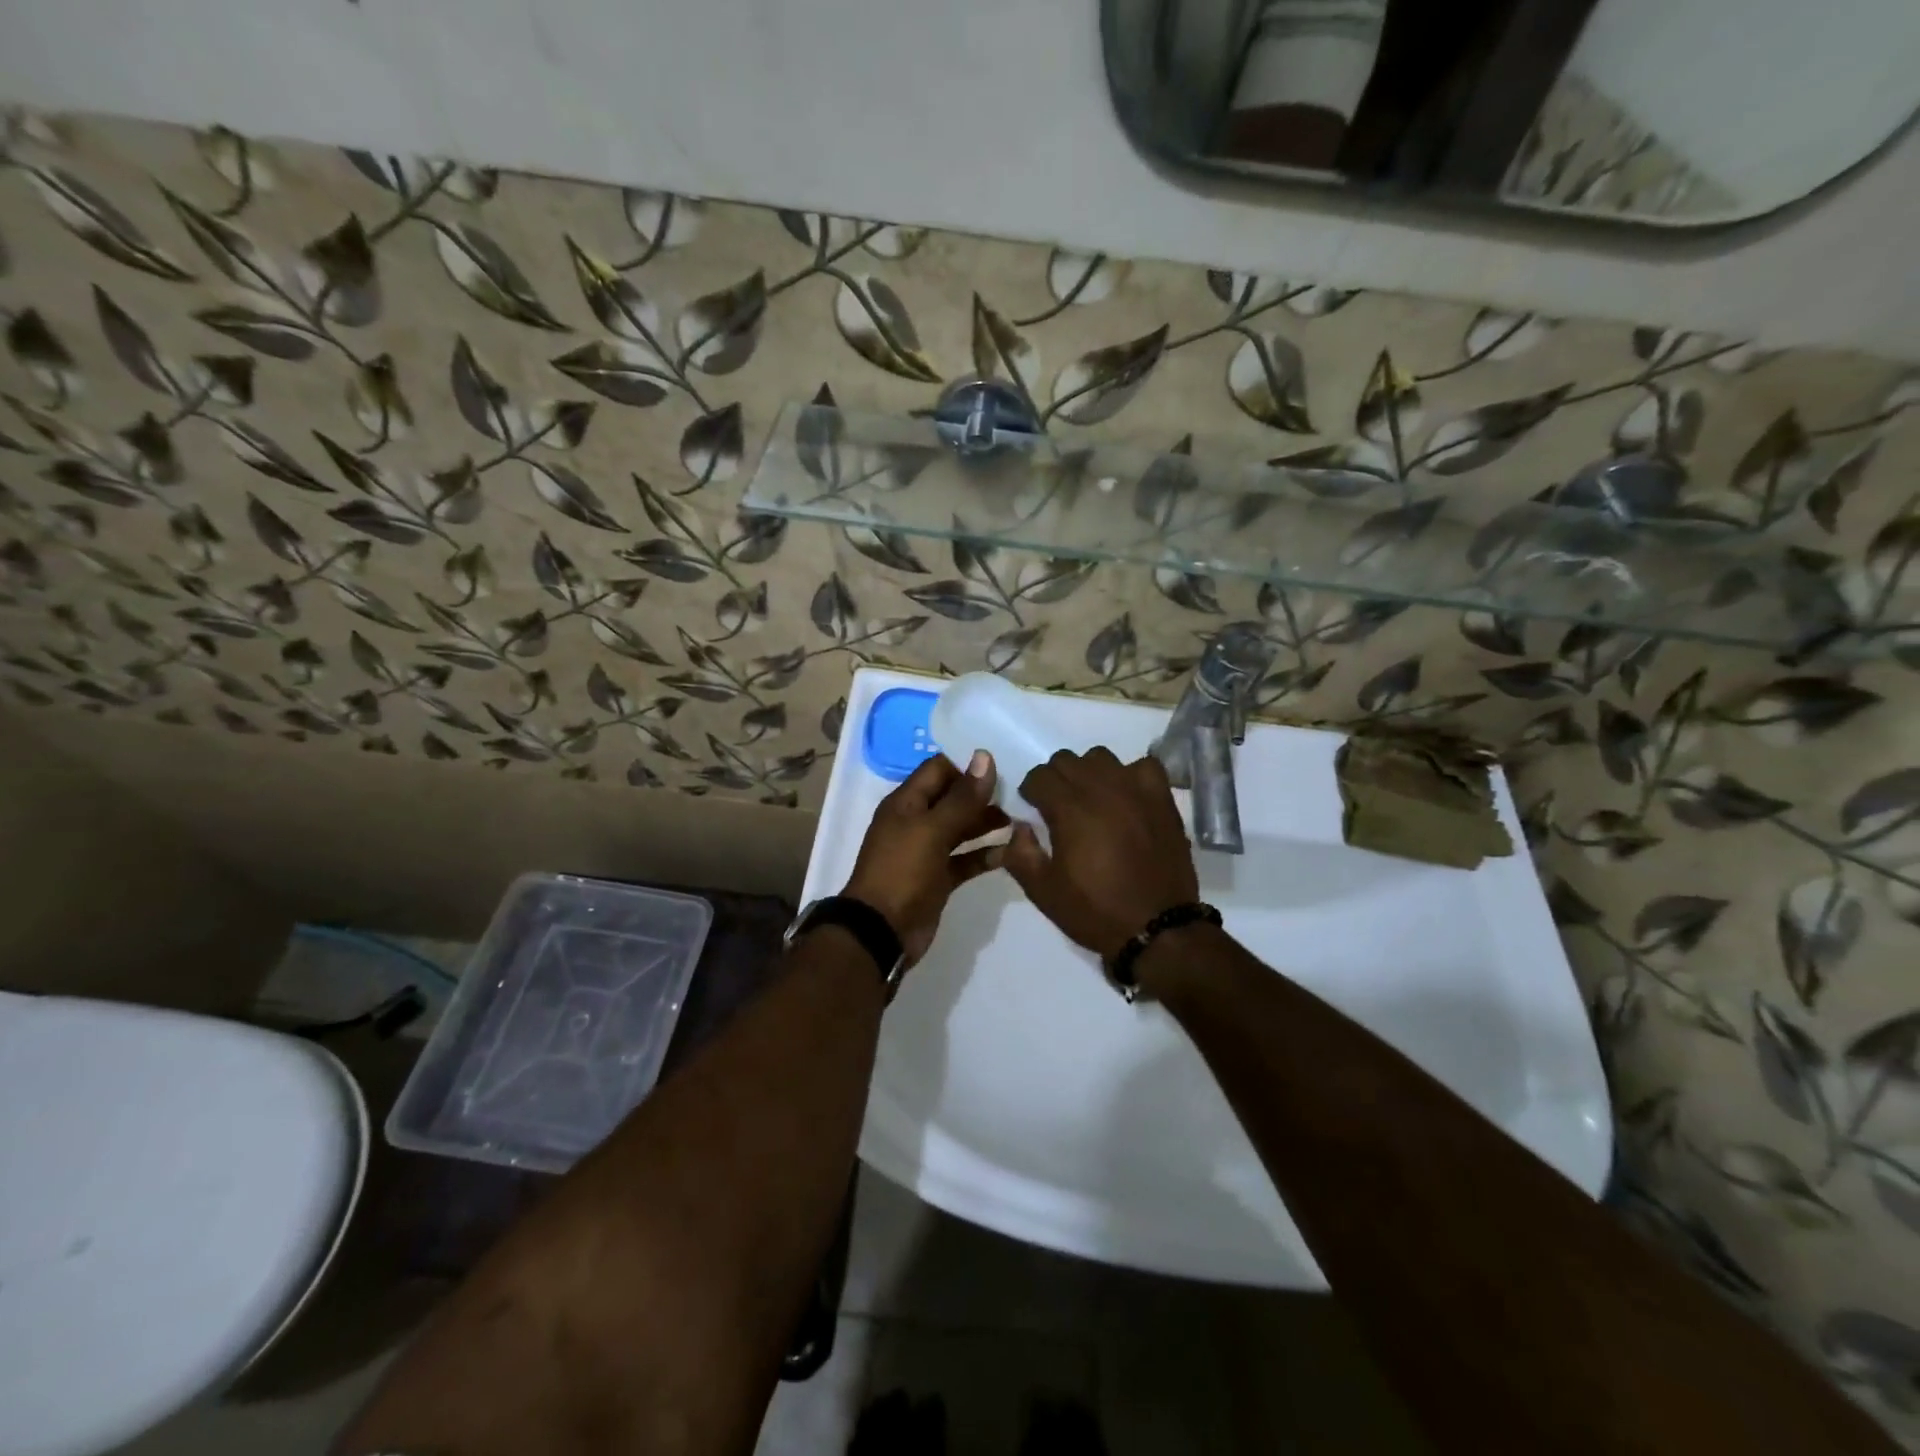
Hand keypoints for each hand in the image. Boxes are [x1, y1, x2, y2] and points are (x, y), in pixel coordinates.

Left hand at [844, 751, 1008, 965]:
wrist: (881, 931)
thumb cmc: (902, 871)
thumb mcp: (932, 830)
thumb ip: (962, 797)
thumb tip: (984, 757)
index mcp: (906, 803)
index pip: (939, 769)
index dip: (968, 764)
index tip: (1004, 763)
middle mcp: (916, 822)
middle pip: (953, 798)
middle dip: (983, 794)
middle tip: (1021, 791)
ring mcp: (927, 851)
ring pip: (962, 829)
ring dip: (988, 823)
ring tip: (1022, 818)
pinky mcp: (939, 878)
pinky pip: (965, 859)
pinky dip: (985, 855)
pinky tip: (1012, 851)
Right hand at [1003, 748, 1197, 959]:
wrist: (1157, 929)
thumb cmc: (1096, 911)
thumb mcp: (1044, 892)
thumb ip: (1020, 854)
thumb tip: (1018, 827)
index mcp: (1070, 810)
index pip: (1040, 776)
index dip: (1031, 791)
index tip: (1033, 809)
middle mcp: (1102, 789)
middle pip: (1067, 760)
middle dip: (1055, 779)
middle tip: (1058, 807)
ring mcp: (1136, 790)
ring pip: (1102, 757)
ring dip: (1089, 773)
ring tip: (1092, 799)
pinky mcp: (1162, 799)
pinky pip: (1143, 766)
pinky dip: (1131, 775)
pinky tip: (1128, 796)